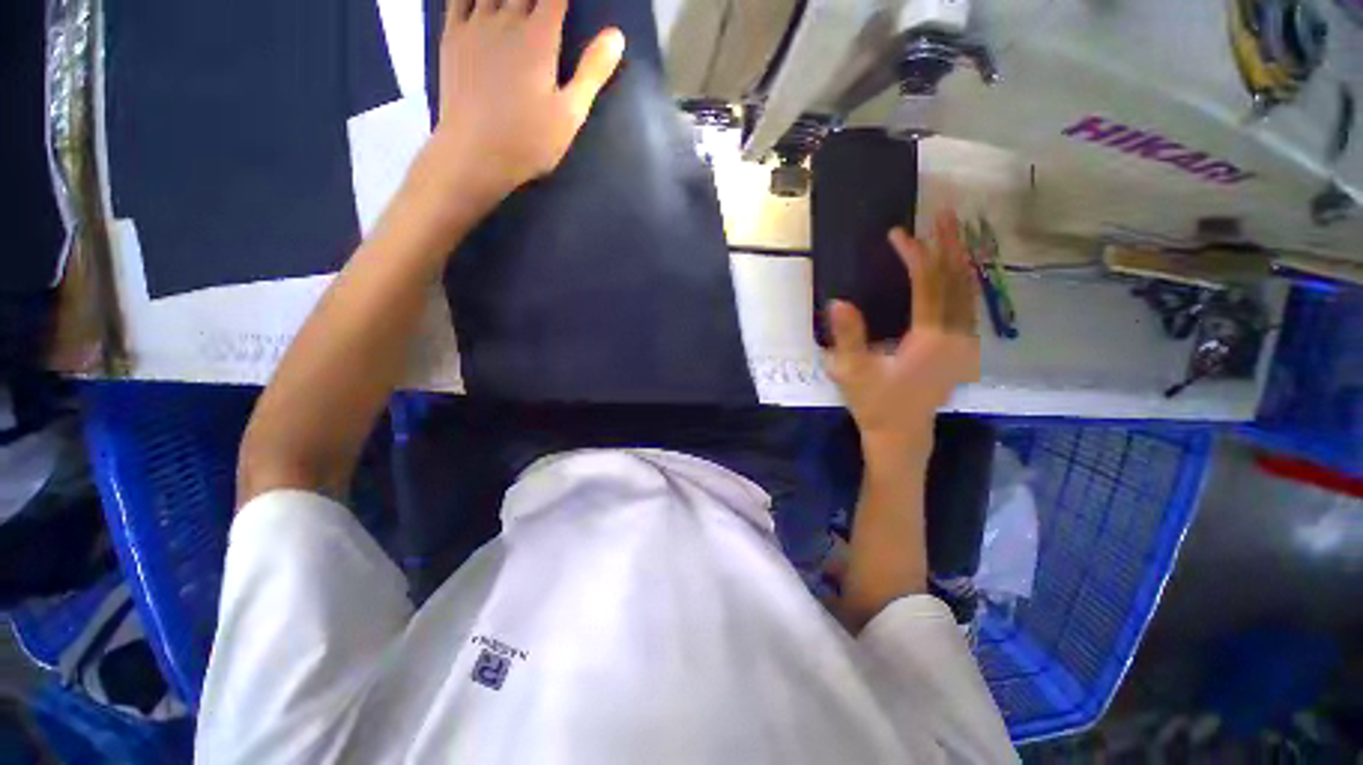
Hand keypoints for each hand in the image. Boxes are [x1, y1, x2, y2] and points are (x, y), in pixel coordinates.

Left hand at [423, 0, 624, 206]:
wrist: (474, 154)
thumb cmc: (529, 140)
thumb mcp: (570, 114)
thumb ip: (592, 72)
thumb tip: (616, 35)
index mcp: (539, 38)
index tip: (569, 2)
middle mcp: (506, 20)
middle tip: (545, 2)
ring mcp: (475, 26)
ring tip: (517, 0)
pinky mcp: (452, 38)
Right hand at [824, 210, 980, 454]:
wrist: (901, 434)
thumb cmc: (875, 404)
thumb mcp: (853, 373)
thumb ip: (847, 338)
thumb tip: (837, 301)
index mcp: (931, 339)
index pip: (928, 285)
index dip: (914, 255)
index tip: (897, 234)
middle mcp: (957, 336)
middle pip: (960, 281)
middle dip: (951, 245)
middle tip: (944, 213)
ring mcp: (965, 343)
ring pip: (969, 291)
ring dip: (960, 259)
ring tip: (951, 233)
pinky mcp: (962, 349)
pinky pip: (967, 305)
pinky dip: (962, 280)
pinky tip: (954, 269)